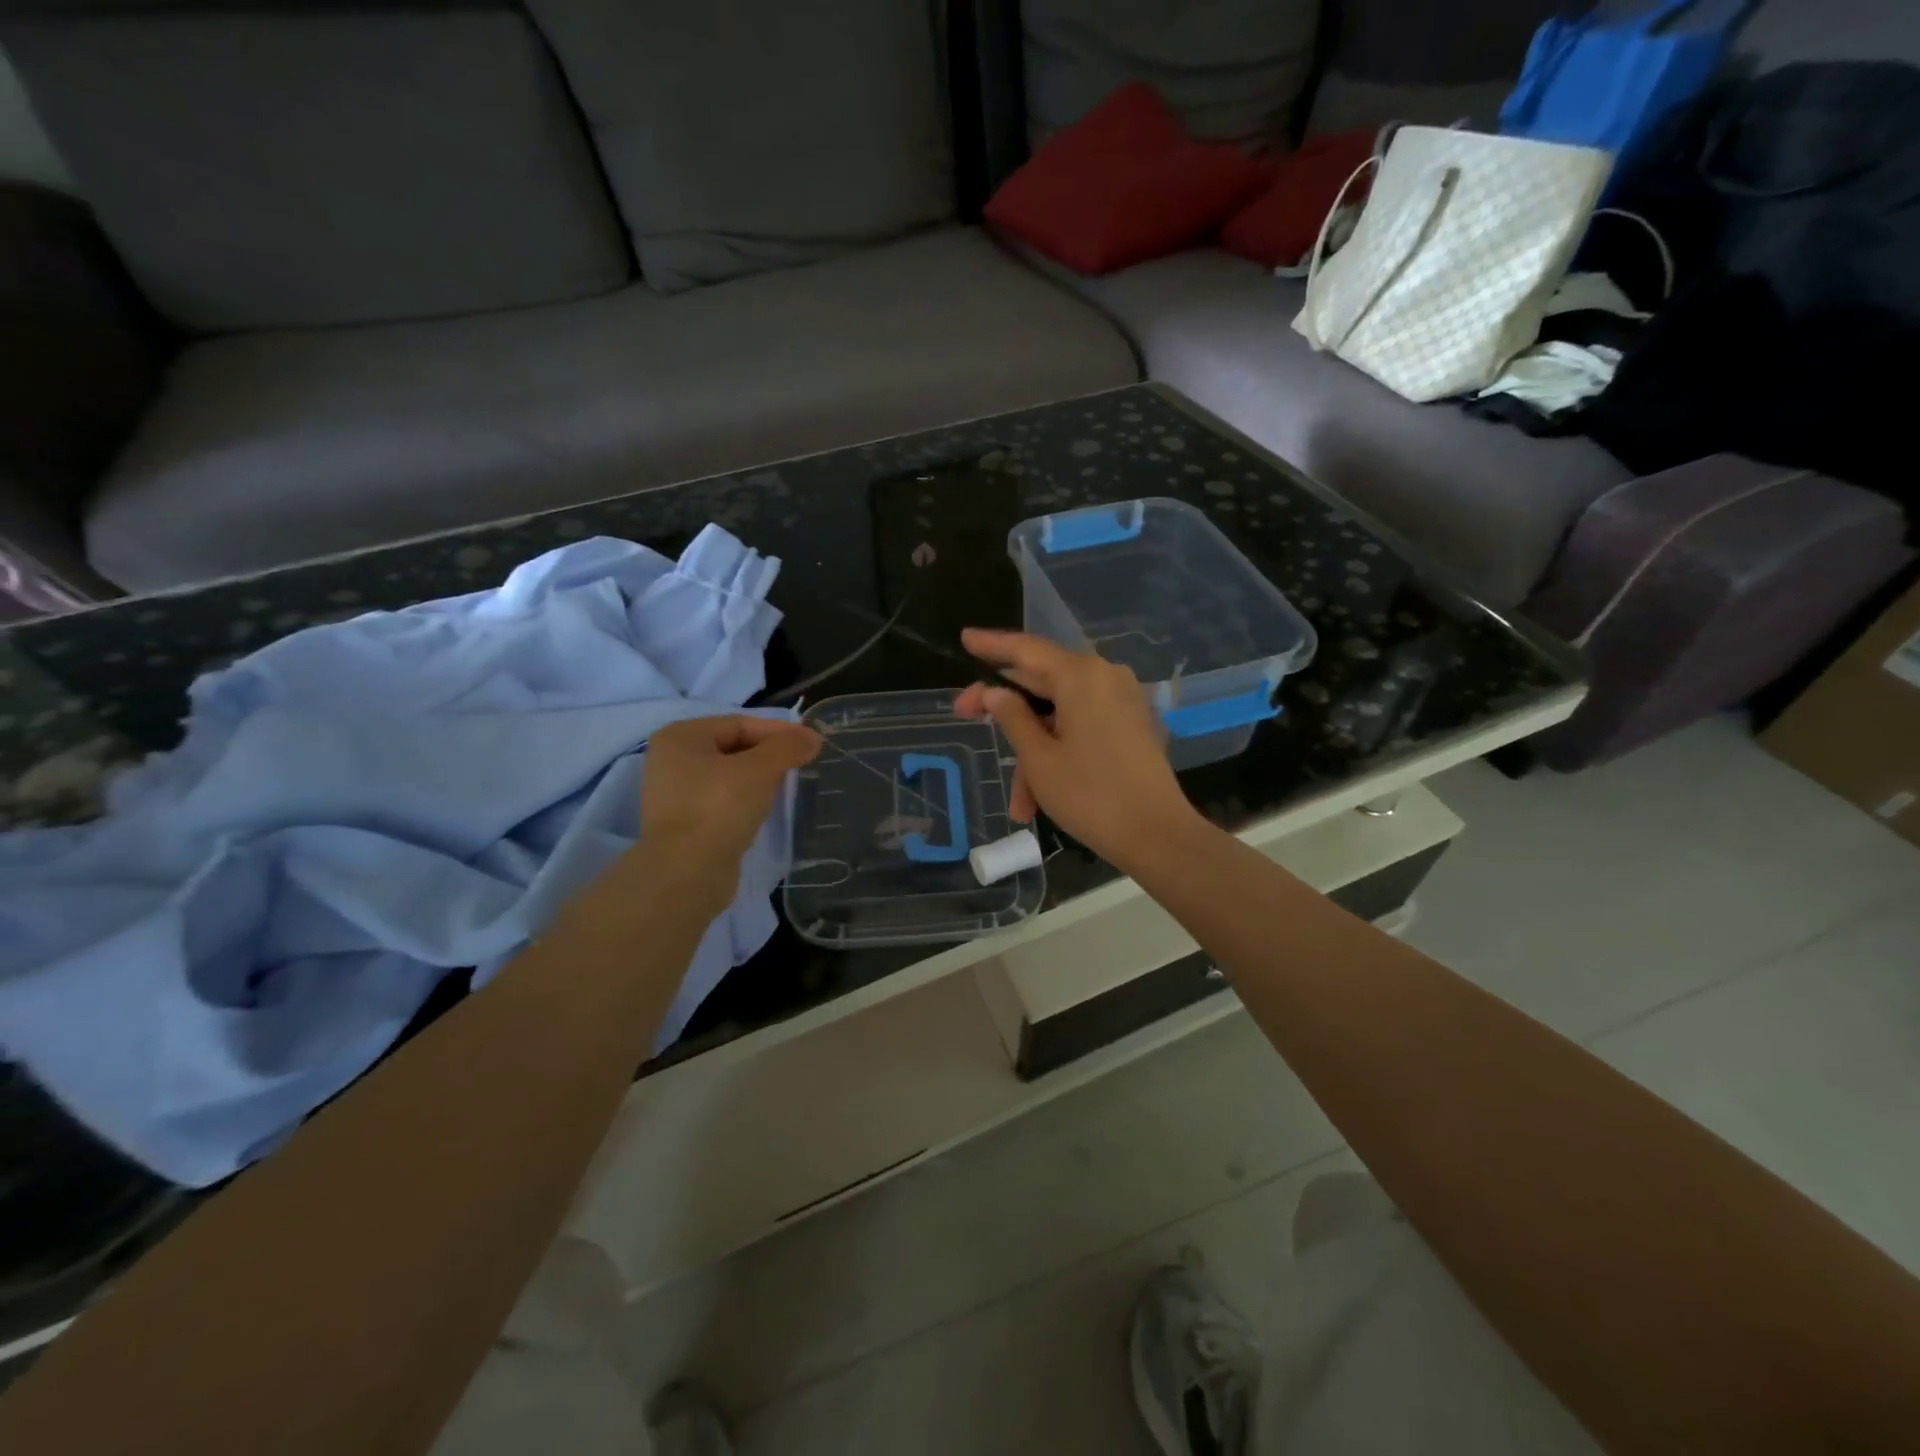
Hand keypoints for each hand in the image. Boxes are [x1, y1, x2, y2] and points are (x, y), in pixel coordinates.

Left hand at [638, 715, 821, 908]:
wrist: (686, 874)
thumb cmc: (718, 809)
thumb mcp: (759, 770)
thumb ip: (787, 748)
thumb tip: (812, 737)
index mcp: (680, 736)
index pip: (739, 724)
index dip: (779, 731)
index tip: (811, 743)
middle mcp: (671, 760)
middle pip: (733, 747)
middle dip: (769, 754)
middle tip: (802, 763)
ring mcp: (675, 794)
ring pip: (728, 776)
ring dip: (759, 778)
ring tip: (788, 786)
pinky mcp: (685, 823)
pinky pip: (722, 801)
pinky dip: (745, 800)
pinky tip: (765, 809)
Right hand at [954, 630, 1202, 871]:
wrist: (1158, 835)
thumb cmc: (1091, 795)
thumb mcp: (1039, 758)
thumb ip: (1012, 717)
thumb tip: (994, 692)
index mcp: (1081, 676)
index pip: (1026, 650)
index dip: (992, 644)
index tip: (964, 639)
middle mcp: (1105, 678)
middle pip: (1042, 683)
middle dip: (1006, 713)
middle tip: (965, 718)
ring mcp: (1122, 702)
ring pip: (1060, 716)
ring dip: (1034, 755)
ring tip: (1020, 807)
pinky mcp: (1131, 725)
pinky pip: (1082, 728)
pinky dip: (1058, 754)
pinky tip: (1041, 798)